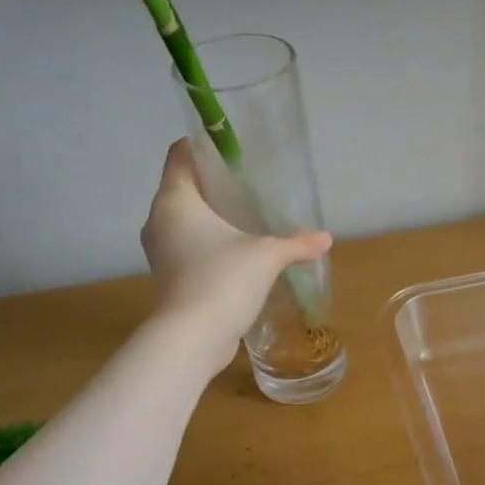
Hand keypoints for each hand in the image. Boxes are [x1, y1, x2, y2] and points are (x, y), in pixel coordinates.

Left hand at [142, 140, 331, 374]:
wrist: (192, 339)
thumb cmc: (223, 280)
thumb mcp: (266, 256)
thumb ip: (295, 243)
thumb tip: (325, 239)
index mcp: (175, 200)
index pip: (179, 155)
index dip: (202, 145)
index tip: (231, 148)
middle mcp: (159, 220)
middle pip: (183, 188)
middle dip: (213, 185)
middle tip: (248, 185)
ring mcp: (160, 252)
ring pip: (184, 222)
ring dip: (210, 219)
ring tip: (246, 220)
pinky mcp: (168, 278)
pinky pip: (187, 249)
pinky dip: (207, 246)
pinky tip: (237, 255)